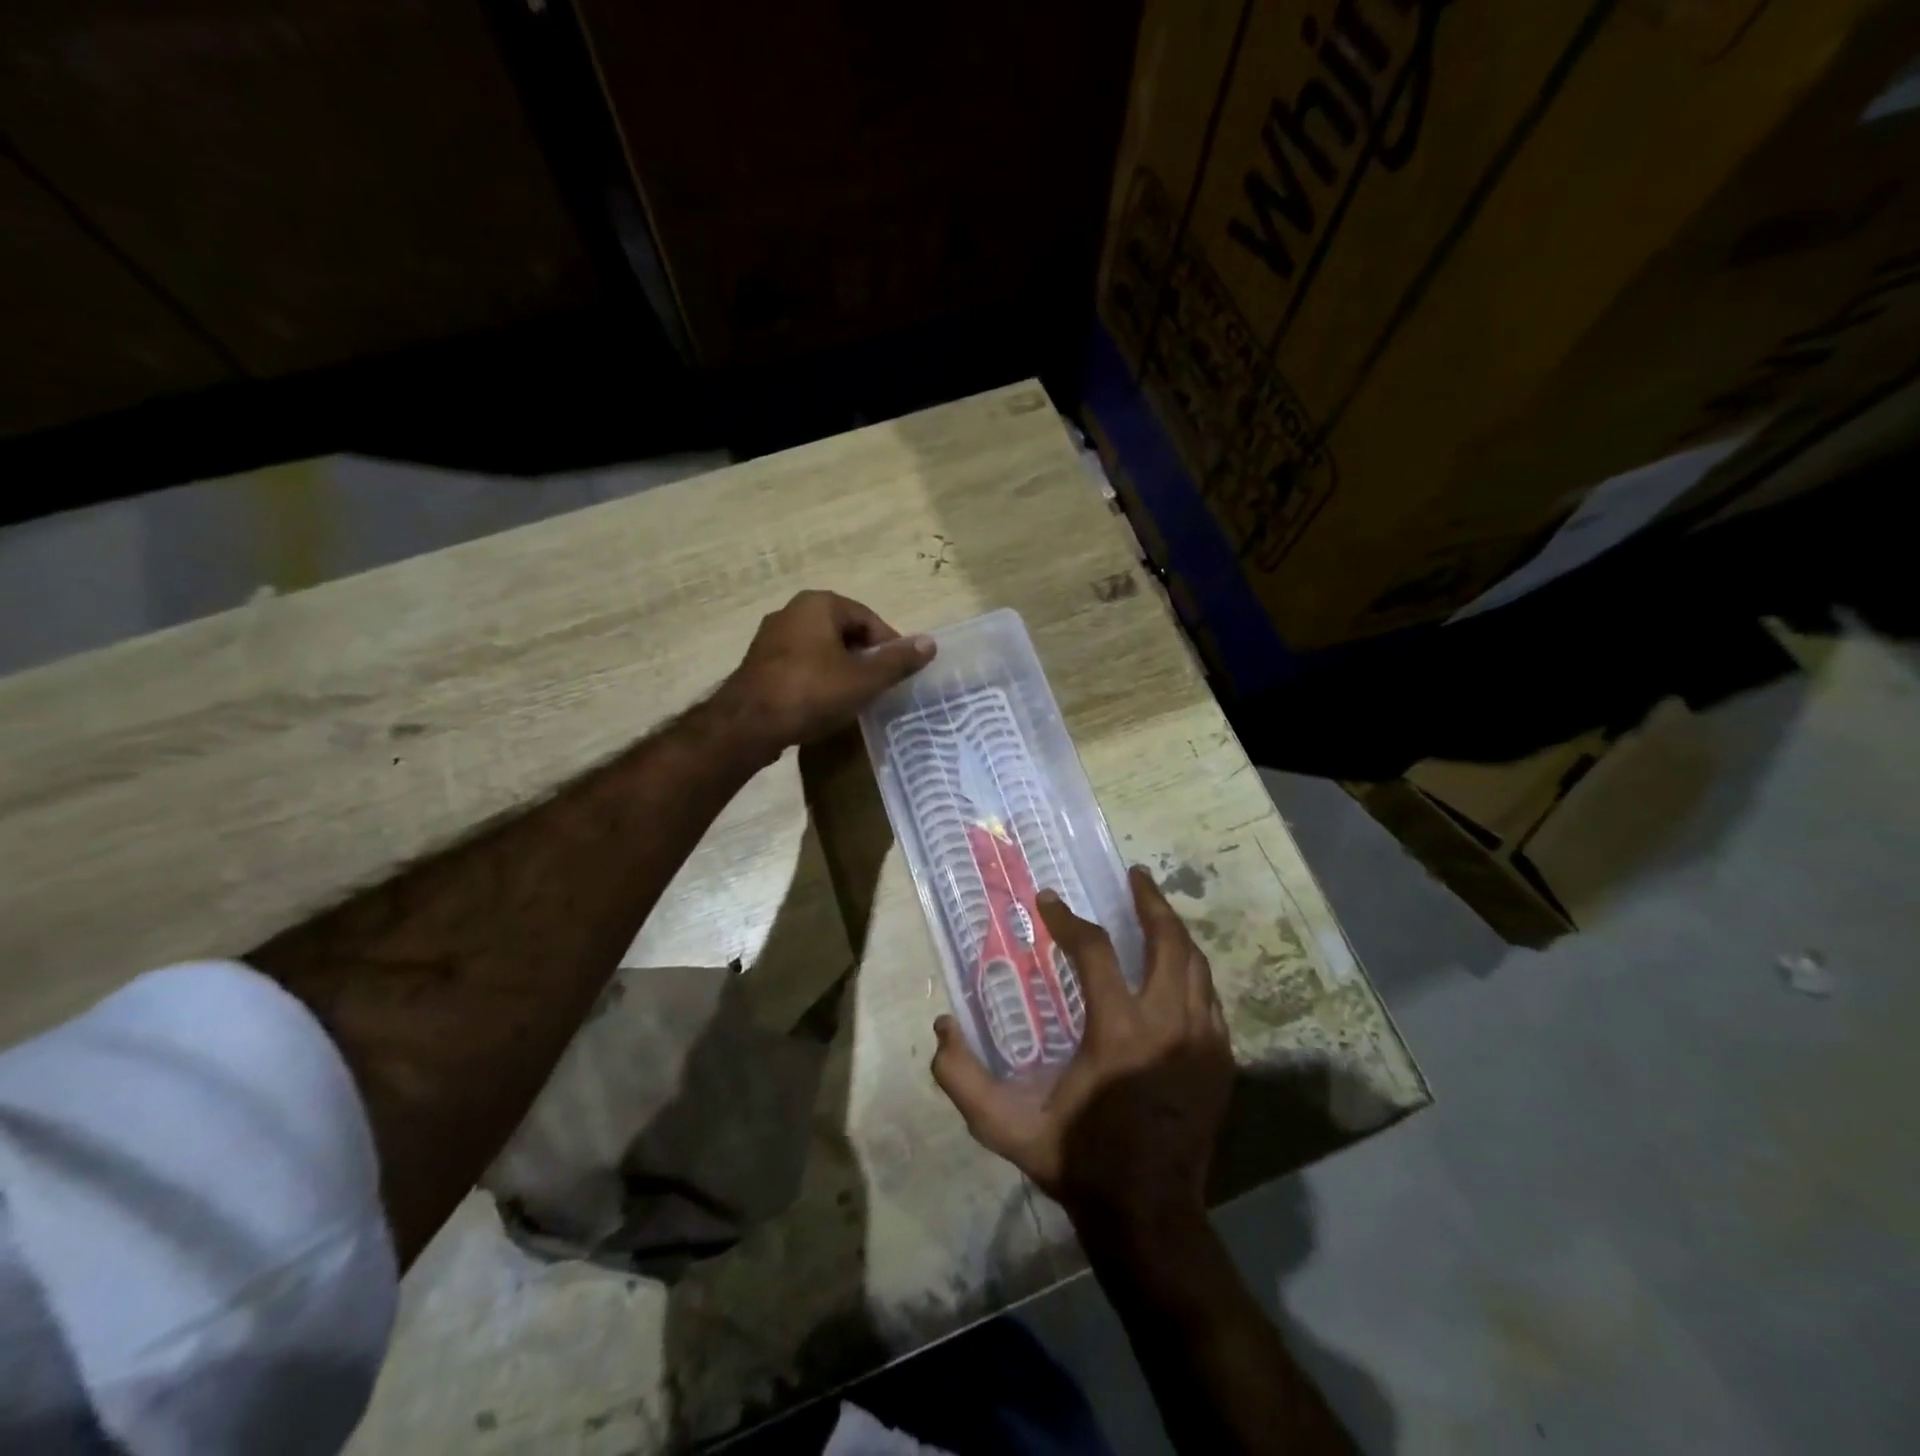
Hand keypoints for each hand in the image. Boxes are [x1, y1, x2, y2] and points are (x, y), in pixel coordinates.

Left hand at [716, 590, 933, 759]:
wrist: (748, 724)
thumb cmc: (811, 693)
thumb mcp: (864, 679)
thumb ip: (898, 661)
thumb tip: (931, 643)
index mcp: (819, 604)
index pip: (868, 619)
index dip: (889, 646)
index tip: (899, 674)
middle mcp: (792, 610)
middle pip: (844, 632)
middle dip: (865, 658)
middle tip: (879, 687)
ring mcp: (771, 637)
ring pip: (822, 649)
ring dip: (842, 669)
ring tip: (854, 698)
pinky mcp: (759, 663)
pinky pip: (800, 664)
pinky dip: (818, 679)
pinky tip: (823, 704)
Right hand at [931, 867, 1233, 1244]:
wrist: (1150, 1216)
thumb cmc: (1079, 1162)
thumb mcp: (1007, 1129)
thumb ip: (963, 1081)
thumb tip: (941, 1028)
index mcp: (1118, 1034)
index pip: (1095, 951)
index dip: (1068, 920)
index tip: (1049, 902)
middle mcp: (1167, 1025)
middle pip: (1168, 942)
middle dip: (1150, 902)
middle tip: (1135, 876)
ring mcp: (1203, 1041)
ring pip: (1196, 965)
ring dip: (1175, 931)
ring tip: (1156, 909)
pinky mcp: (1221, 1061)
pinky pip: (1210, 998)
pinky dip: (1192, 971)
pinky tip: (1177, 967)